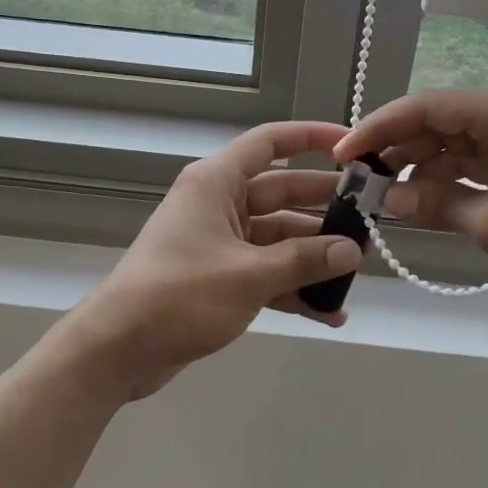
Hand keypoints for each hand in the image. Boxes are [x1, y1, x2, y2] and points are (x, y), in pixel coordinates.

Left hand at [76, 121, 364, 398]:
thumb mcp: (249, 275)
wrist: (117, 350)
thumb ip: (304, 260)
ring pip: (277, 238)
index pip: (270, 143)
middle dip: (324, 208)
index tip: (352, 146)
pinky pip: (265, 272)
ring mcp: (218, 243)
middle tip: (370, 220)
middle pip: (282, 192)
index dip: (311, 137)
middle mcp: (218, 204)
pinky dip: (292, 287)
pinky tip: (328, 312)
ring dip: (313, 255)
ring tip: (356, 273)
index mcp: (217, 183)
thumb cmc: (180, 295)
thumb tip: (352, 250)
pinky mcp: (218, 278)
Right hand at [335, 87, 487, 302]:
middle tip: (359, 180)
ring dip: (418, 165)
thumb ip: (433, 204)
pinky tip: (420, 198)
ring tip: (382, 194)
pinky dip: (445, 177)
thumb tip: (384, 198)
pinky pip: (472, 159)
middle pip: (434, 121)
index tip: (344, 156)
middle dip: (395, 149)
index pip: (422, 108)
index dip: (377, 129)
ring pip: (451, 141)